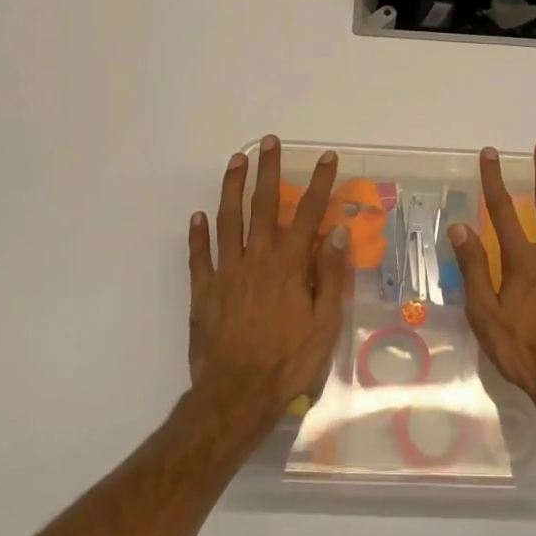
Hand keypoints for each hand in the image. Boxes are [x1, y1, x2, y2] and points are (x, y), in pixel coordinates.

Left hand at [187, 136, 350, 427]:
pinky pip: (199, 256)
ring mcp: (226, 272)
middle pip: (263, 205)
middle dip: (268, 170)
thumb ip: (328, 275)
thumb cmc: (289, 361)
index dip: (318, 183)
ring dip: (232, 188)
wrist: (237, 394)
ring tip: (236, 161)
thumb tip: (337, 233)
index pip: (307, 213)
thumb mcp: (324, 323)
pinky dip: (198, 234)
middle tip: (269, 141)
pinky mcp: (203, 291)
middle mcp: (257, 259)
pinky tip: (198, 217)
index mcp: (289, 265)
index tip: (325, 157)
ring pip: (228, 220)